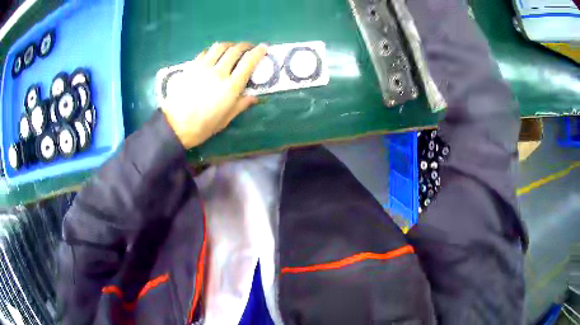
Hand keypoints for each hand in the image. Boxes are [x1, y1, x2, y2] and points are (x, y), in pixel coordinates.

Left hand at [162, 42, 266, 148]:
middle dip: (245, 46)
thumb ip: (241, 105)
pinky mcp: (191, 67)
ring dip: (229, 45)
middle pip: (235, 50)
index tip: (263, 47)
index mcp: (231, 86)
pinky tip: (214, 55)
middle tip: (248, 48)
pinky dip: (213, 50)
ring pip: (219, 47)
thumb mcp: (226, 119)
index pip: (248, 62)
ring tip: (232, 48)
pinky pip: (205, 52)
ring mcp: (203, 67)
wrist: (176, 126)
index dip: (258, 52)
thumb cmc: (203, 126)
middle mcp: (219, 72)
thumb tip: (254, 97)